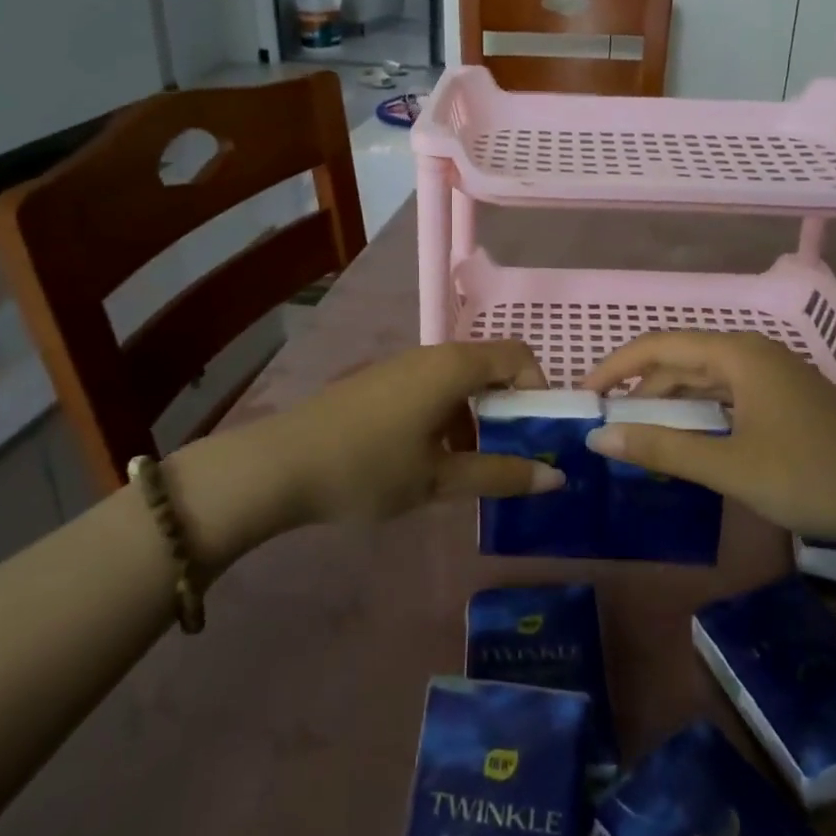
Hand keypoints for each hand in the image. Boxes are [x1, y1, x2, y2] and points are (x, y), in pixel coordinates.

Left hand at [213, 341, 562, 528]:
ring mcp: (401, 366)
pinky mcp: (379, 382)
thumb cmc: (369, 468)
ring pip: (459, 381)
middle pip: (489, 367)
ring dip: (477, 417)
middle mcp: (431, 355)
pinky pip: (431, 389)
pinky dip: (447, 416)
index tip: (538, 434)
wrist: (280, 464)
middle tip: (512, 456)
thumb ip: (499, 475)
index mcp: (454, 367)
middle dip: (509, 408)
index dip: (539, 389)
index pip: (518, 356)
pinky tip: (429, 460)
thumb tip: (555, 478)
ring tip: (470, 468)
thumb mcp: (439, 479)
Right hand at [584, 331, 835, 545]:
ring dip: (667, 404)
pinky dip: (696, 415)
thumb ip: (662, 449)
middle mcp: (751, 353)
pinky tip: (684, 441)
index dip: (615, 367)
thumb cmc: (814, 477)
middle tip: (604, 424)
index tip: (583, 396)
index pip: (657, 346)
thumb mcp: (730, 466)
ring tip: (635, 437)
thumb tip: (598, 438)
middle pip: (679, 360)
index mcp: (737, 354)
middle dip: (638, 389)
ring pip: (702, 380)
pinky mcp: (783, 400)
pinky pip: (725, 396)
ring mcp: (771, 376)